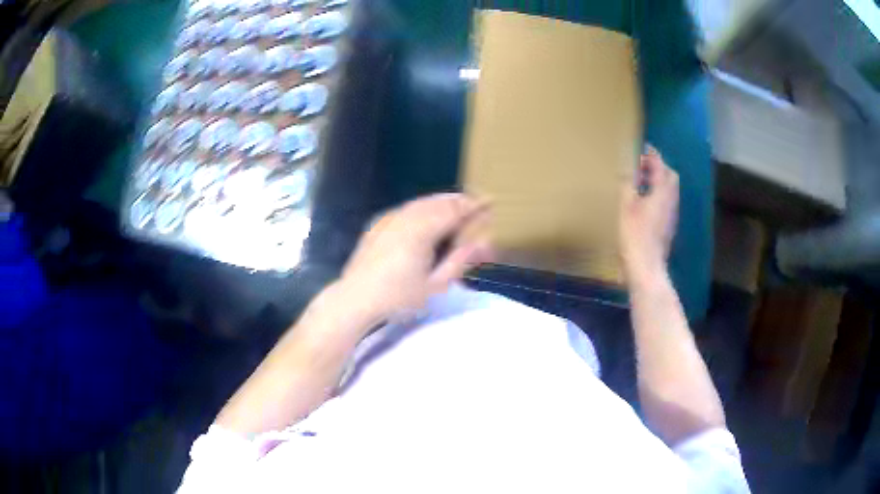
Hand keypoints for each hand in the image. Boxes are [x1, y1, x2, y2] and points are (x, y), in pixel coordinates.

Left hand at [335, 193, 492, 325]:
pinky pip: (406, 208)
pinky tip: (425, 212)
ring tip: (456, 203)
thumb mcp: (435, 285)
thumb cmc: (398, 298)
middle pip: (439, 202)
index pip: (455, 210)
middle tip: (476, 202)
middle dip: (459, 200)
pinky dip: (422, 206)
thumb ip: (460, 261)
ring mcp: (389, 219)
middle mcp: (406, 217)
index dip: (475, 205)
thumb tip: (482, 243)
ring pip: (421, 202)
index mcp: (423, 230)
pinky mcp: (378, 225)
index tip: (491, 201)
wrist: (355, 299)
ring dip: (441, 201)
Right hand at [619, 146, 678, 280]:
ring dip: (658, 181)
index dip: (652, 154)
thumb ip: (627, 184)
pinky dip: (657, 194)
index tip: (643, 147)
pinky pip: (666, 201)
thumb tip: (626, 169)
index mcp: (662, 192)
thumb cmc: (635, 235)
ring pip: (669, 189)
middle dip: (658, 166)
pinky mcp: (668, 225)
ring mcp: (672, 214)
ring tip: (640, 181)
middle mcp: (671, 200)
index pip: (660, 165)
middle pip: (670, 176)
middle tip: (641, 165)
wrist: (646, 266)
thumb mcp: (626, 206)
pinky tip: (644, 201)